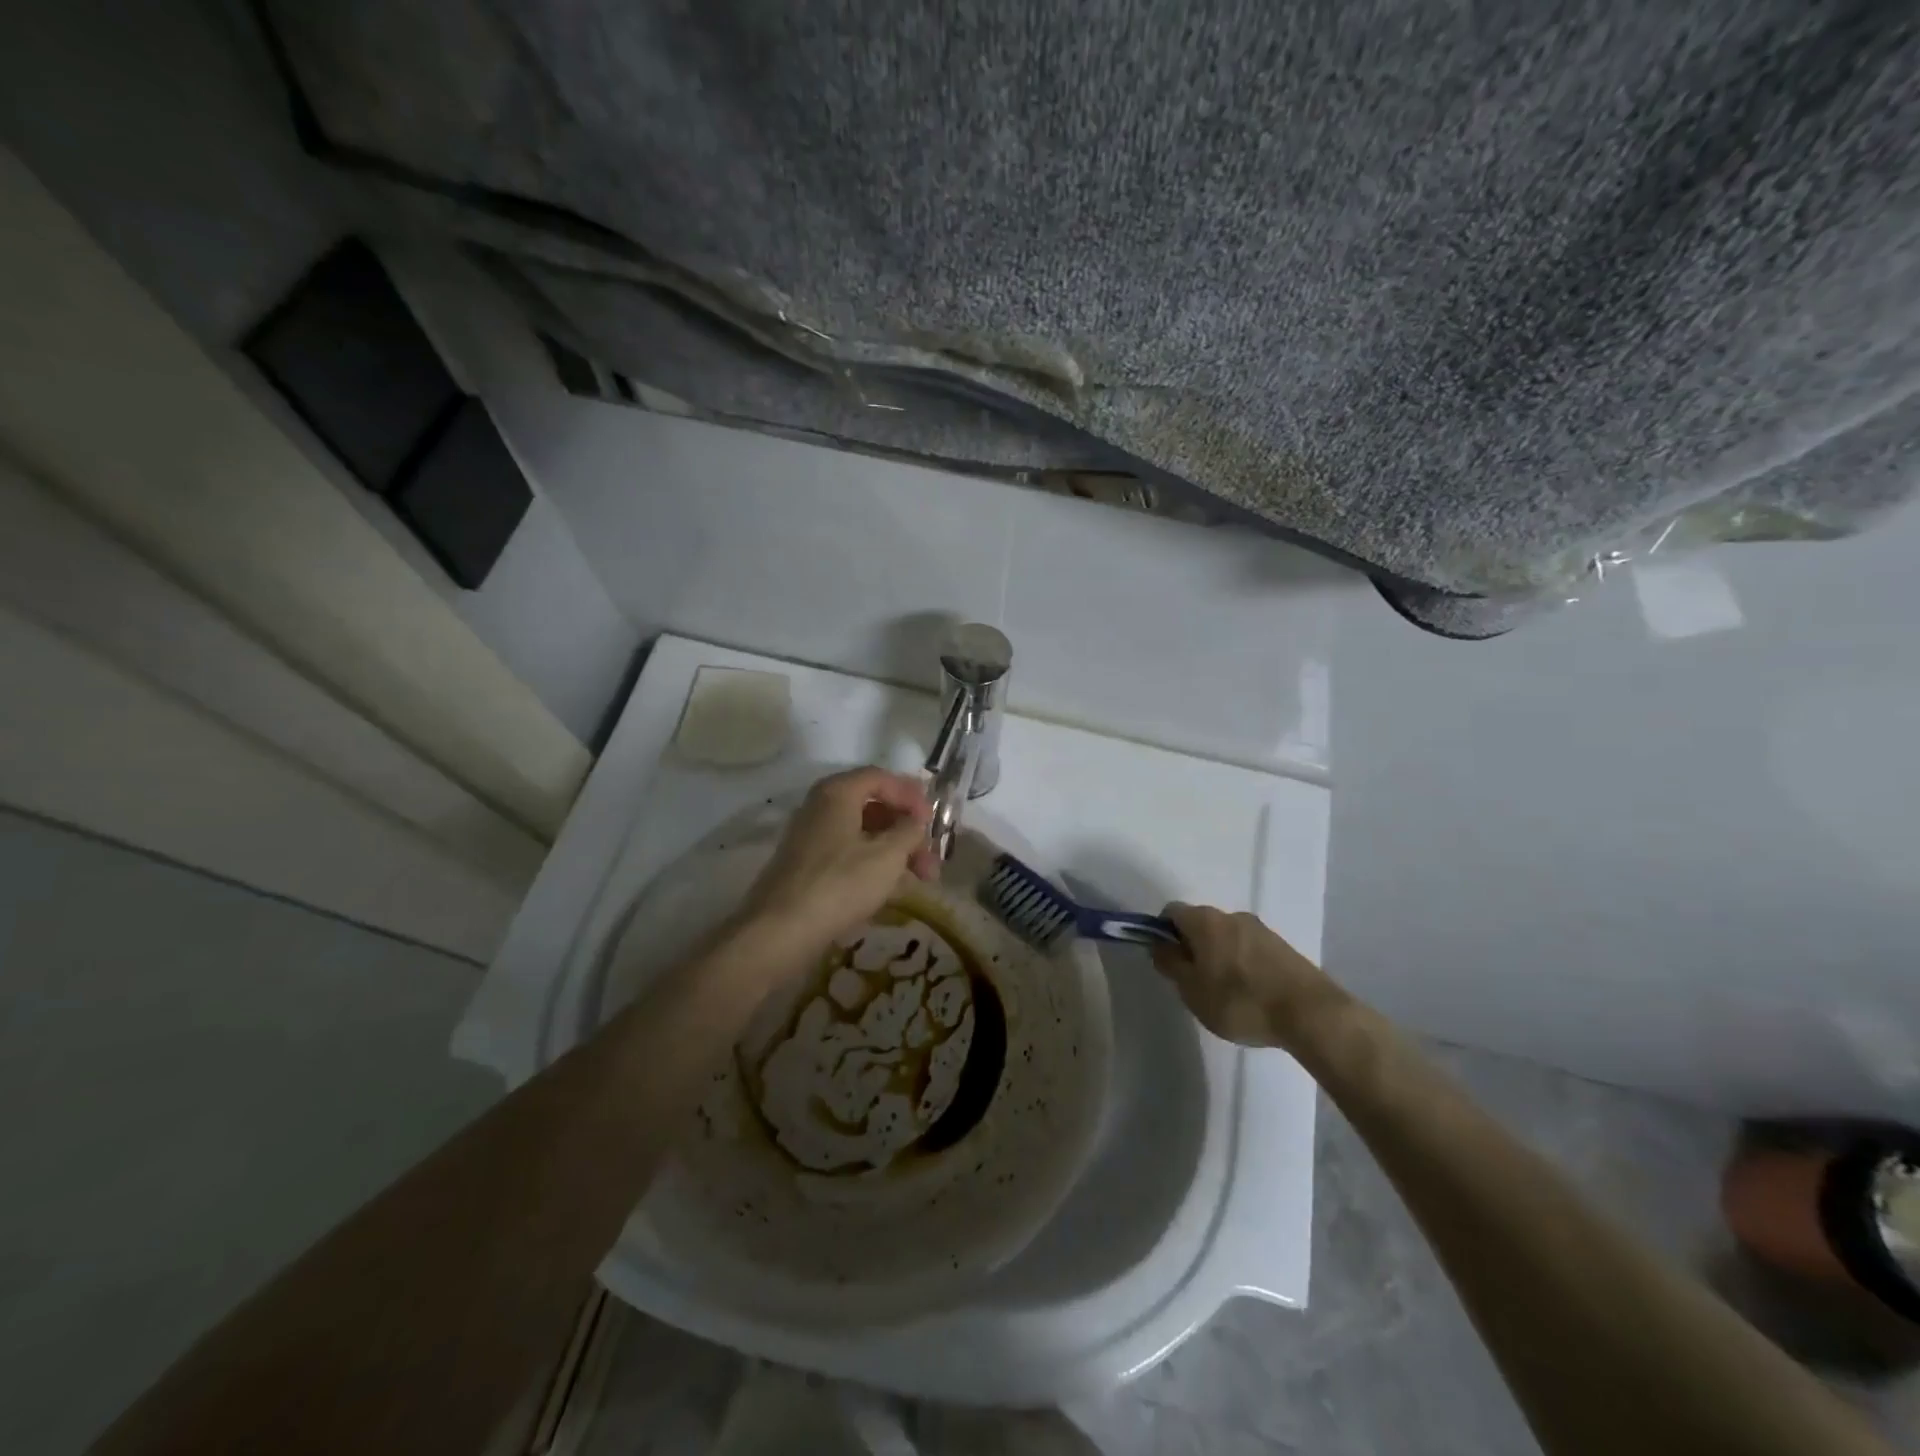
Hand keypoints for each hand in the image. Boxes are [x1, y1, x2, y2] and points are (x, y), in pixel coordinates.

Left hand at [738, 767, 937, 954]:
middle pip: (872, 807)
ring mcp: (810, 838)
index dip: (910, 794)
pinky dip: (874, 865)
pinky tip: (893, 889)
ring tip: (922, 879)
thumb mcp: (888, 855)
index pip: (880, 778)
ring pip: (862, 835)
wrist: (781, 931)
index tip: (932, 820)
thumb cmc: (840, 883)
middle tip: (931, 857)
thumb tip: (915, 821)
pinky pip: (848, 855)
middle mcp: (820, 808)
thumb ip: (909, 831)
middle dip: (907, 831)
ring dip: (895, 852)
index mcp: (837, 793)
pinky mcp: (807, 867)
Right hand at [1150, 903, 1347, 1051]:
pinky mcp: (1283, 947)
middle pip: (1200, 924)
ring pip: (1226, 937)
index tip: (1167, 962)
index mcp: (1205, 921)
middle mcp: (1231, 915)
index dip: (1162, 933)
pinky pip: (1250, 949)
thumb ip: (1170, 964)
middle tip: (1194, 982)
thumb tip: (1160, 945)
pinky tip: (1250, 994)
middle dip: (1192, 947)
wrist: (1311, 1013)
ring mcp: (1261, 930)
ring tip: (1225, 993)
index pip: (1171, 912)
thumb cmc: (1241, 1001)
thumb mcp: (1192, 990)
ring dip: (1219, 956)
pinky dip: (1242, 964)